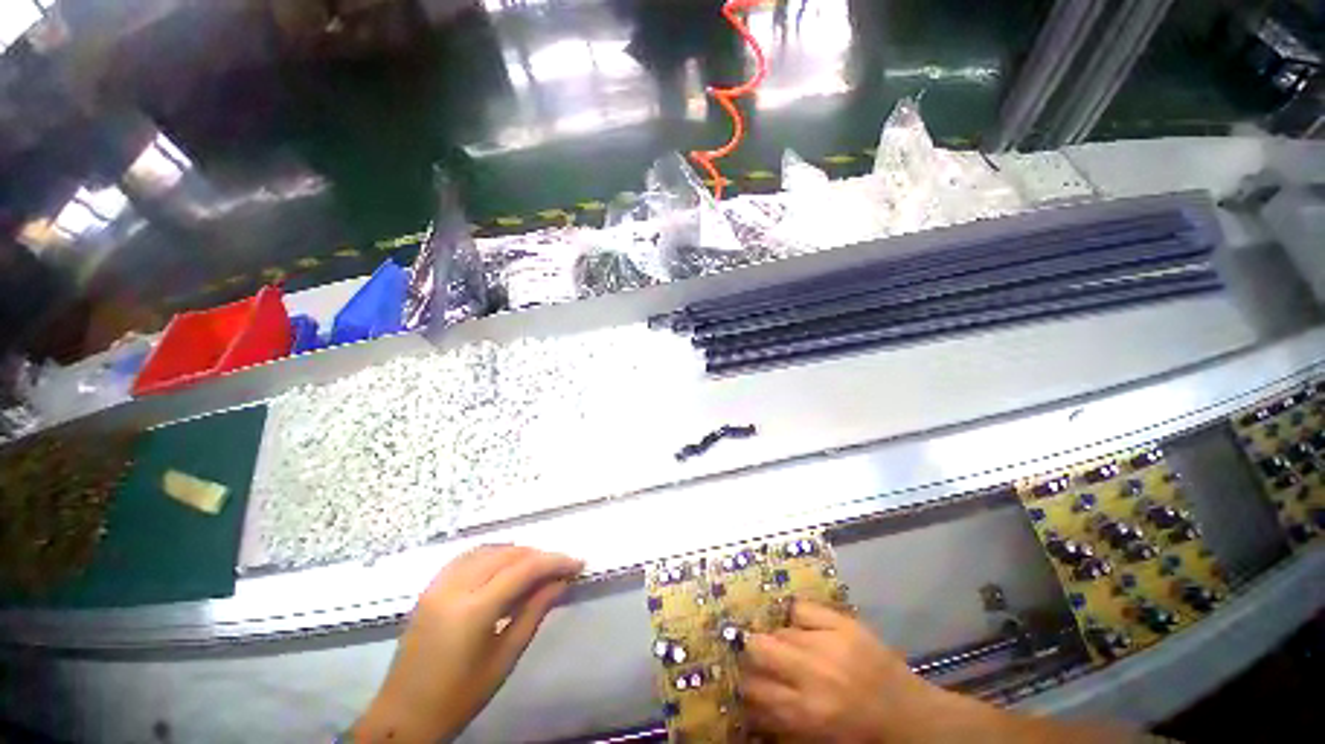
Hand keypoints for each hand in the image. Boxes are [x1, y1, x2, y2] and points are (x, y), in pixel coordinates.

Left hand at [354, 545, 583, 742]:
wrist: (403, 717)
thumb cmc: (458, 697)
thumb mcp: (503, 659)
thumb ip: (533, 613)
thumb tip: (561, 582)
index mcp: (473, 610)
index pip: (524, 569)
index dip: (555, 561)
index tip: (578, 563)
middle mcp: (455, 588)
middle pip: (507, 554)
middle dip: (538, 556)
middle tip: (560, 568)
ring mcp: (438, 585)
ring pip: (488, 550)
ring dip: (516, 553)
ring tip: (535, 567)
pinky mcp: (430, 588)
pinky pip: (467, 557)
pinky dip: (492, 554)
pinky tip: (503, 566)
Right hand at [739, 600, 950, 742]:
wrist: (911, 715)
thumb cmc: (861, 733)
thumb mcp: (818, 738)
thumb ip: (781, 720)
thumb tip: (748, 703)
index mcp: (806, 713)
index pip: (755, 689)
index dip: (745, 684)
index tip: (746, 682)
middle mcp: (812, 675)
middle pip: (760, 648)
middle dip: (754, 653)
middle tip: (762, 659)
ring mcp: (829, 644)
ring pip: (781, 631)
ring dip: (780, 641)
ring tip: (791, 649)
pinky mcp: (843, 624)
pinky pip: (801, 608)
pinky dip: (797, 617)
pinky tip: (803, 628)